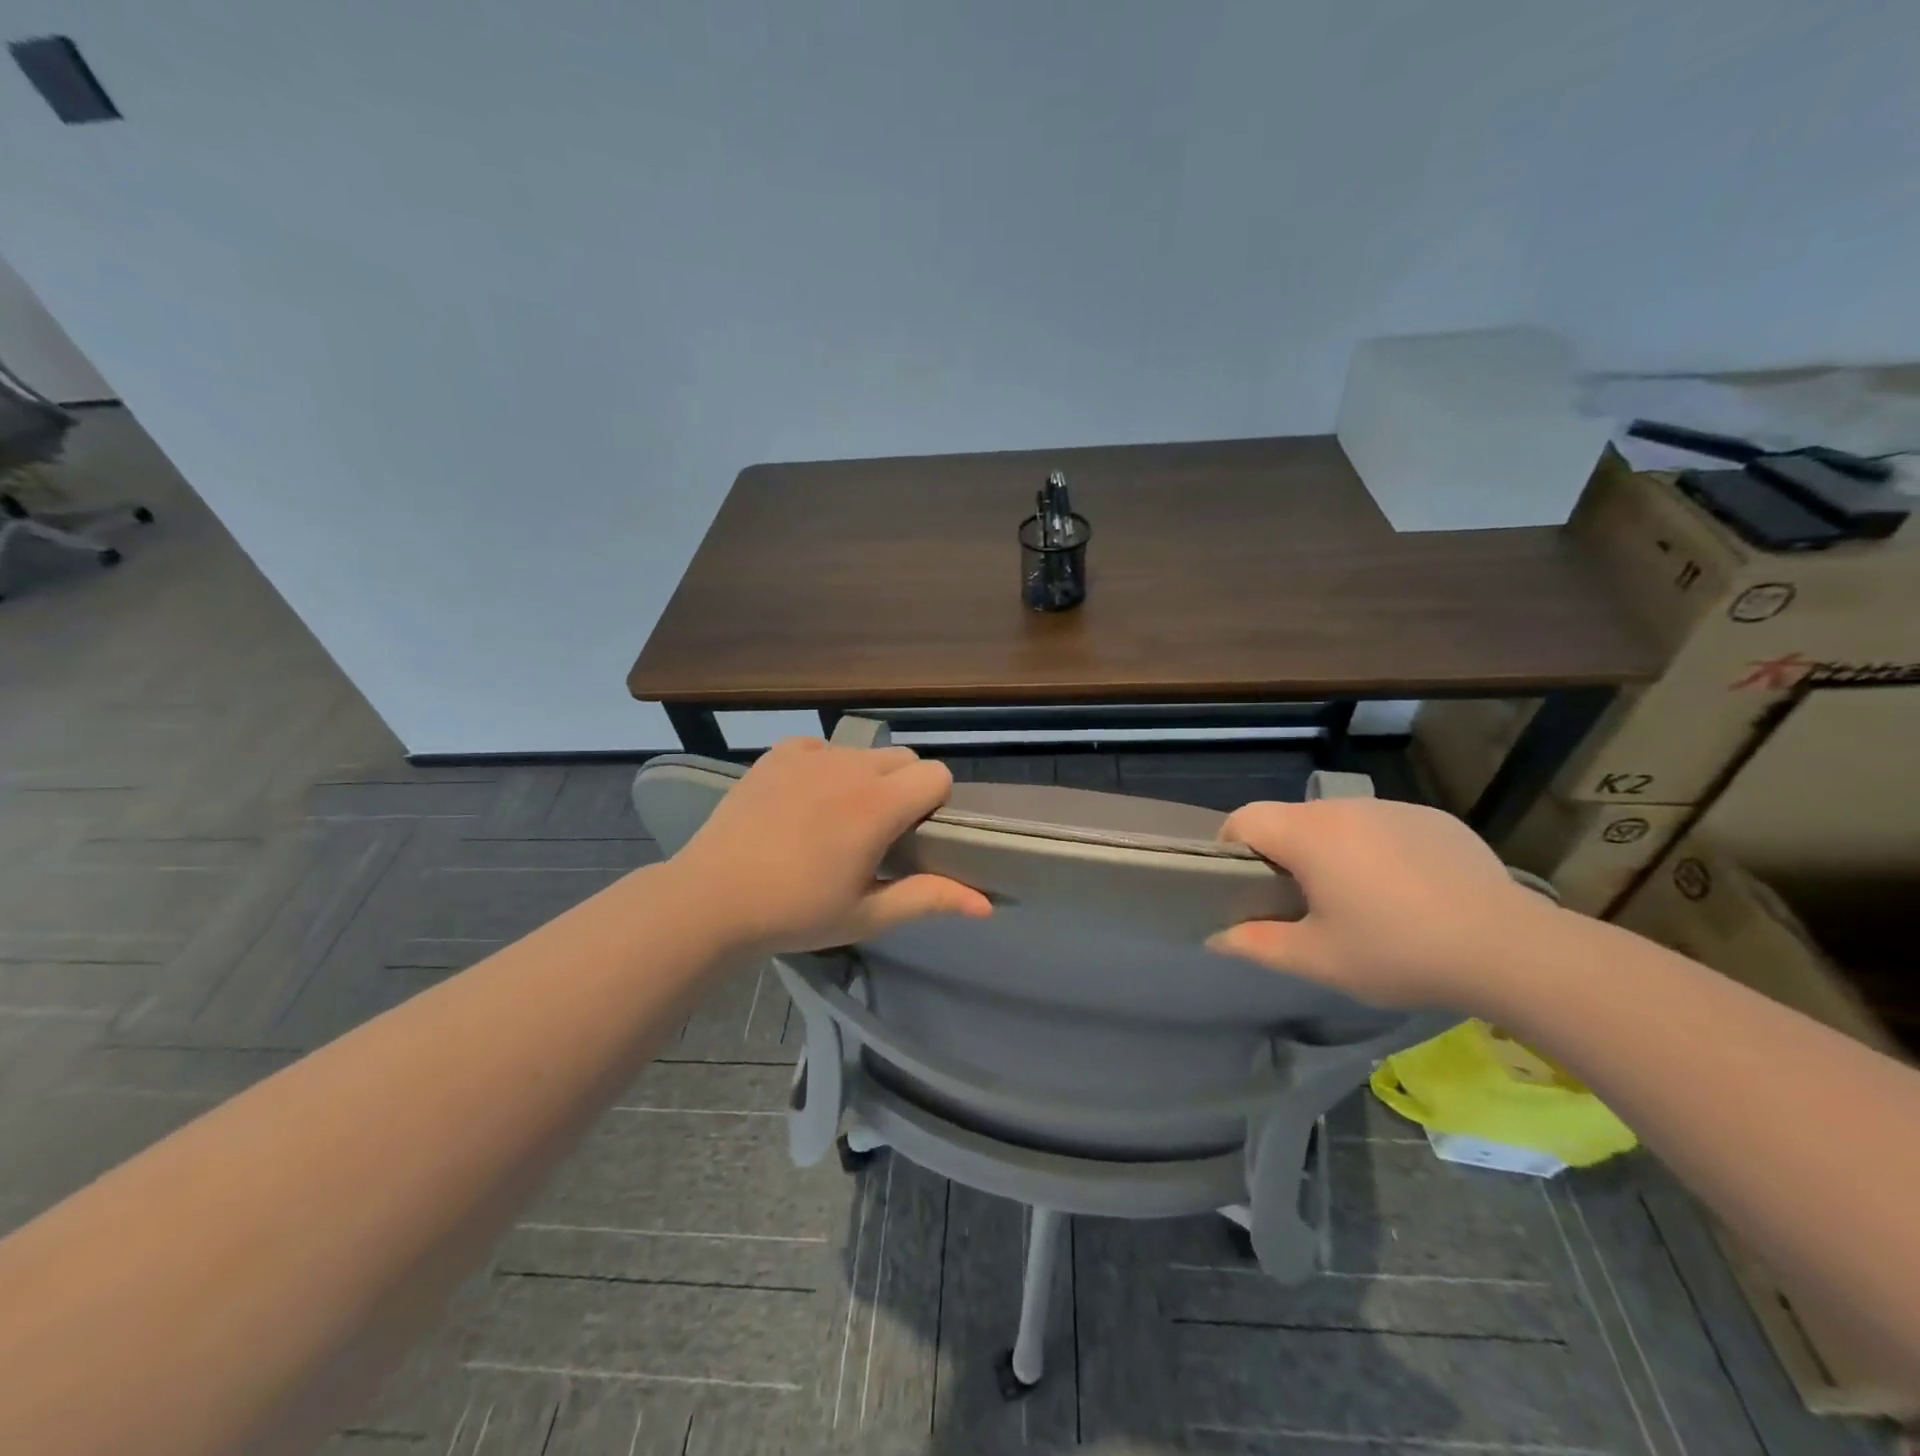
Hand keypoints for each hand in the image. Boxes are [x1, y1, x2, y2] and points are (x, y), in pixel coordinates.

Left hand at [669, 738, 991, 954]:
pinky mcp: (779, 753)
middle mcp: (850, 766)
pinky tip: (805, 801)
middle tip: (877, 834)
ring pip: (865, 752)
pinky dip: (826, 767)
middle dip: (905, 790)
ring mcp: (811, 754)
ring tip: (836, 819)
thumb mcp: (867, 914)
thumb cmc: (795, 912)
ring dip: (867, 778)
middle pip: (905, 759)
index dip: (935, 804)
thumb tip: (987, 904)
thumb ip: (930, 898)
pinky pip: (823, 747)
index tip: (913, 837)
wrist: (712, 898)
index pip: (937, 774)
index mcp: (878, 805)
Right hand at [1207, 798, 1553, 1007]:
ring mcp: (1393, 808)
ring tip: (1357, 900)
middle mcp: (1345, 808)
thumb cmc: (1399, 952)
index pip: (1244, 819)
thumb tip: (1216, 938)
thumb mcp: (1319, 959)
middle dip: (1282, 854)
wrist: (1511, 949)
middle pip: (1290, 820)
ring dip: (1329, 851)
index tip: (1241, 885)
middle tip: (1300, 903)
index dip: (1230, 847)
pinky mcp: (1432, 819)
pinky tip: (1407, 892)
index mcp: (1309, 835)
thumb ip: (1258, 945)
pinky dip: (1376, 850)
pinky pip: (1383, 827)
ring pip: (1337, 822)